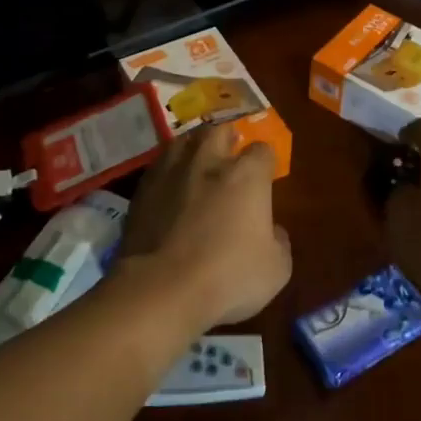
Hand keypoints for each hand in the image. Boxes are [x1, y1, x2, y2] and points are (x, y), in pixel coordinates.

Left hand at [117, 124, 291, 330]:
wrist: (161, 289)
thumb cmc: (228, 276)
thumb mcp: (276, 268)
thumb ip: (278, 241)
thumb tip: (271, 230)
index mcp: (246, 175)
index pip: (262, 150)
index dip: (266, 161)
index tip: (266, 175)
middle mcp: (208, 162)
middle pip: (218, 131)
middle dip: (227, 137)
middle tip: (230, 151)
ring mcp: (170, 173)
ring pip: (184, 141)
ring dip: (194, 147)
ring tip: (197, 160)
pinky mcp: (141, 191)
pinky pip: (159, 168)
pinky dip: (168, 172)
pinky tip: (170, 187)